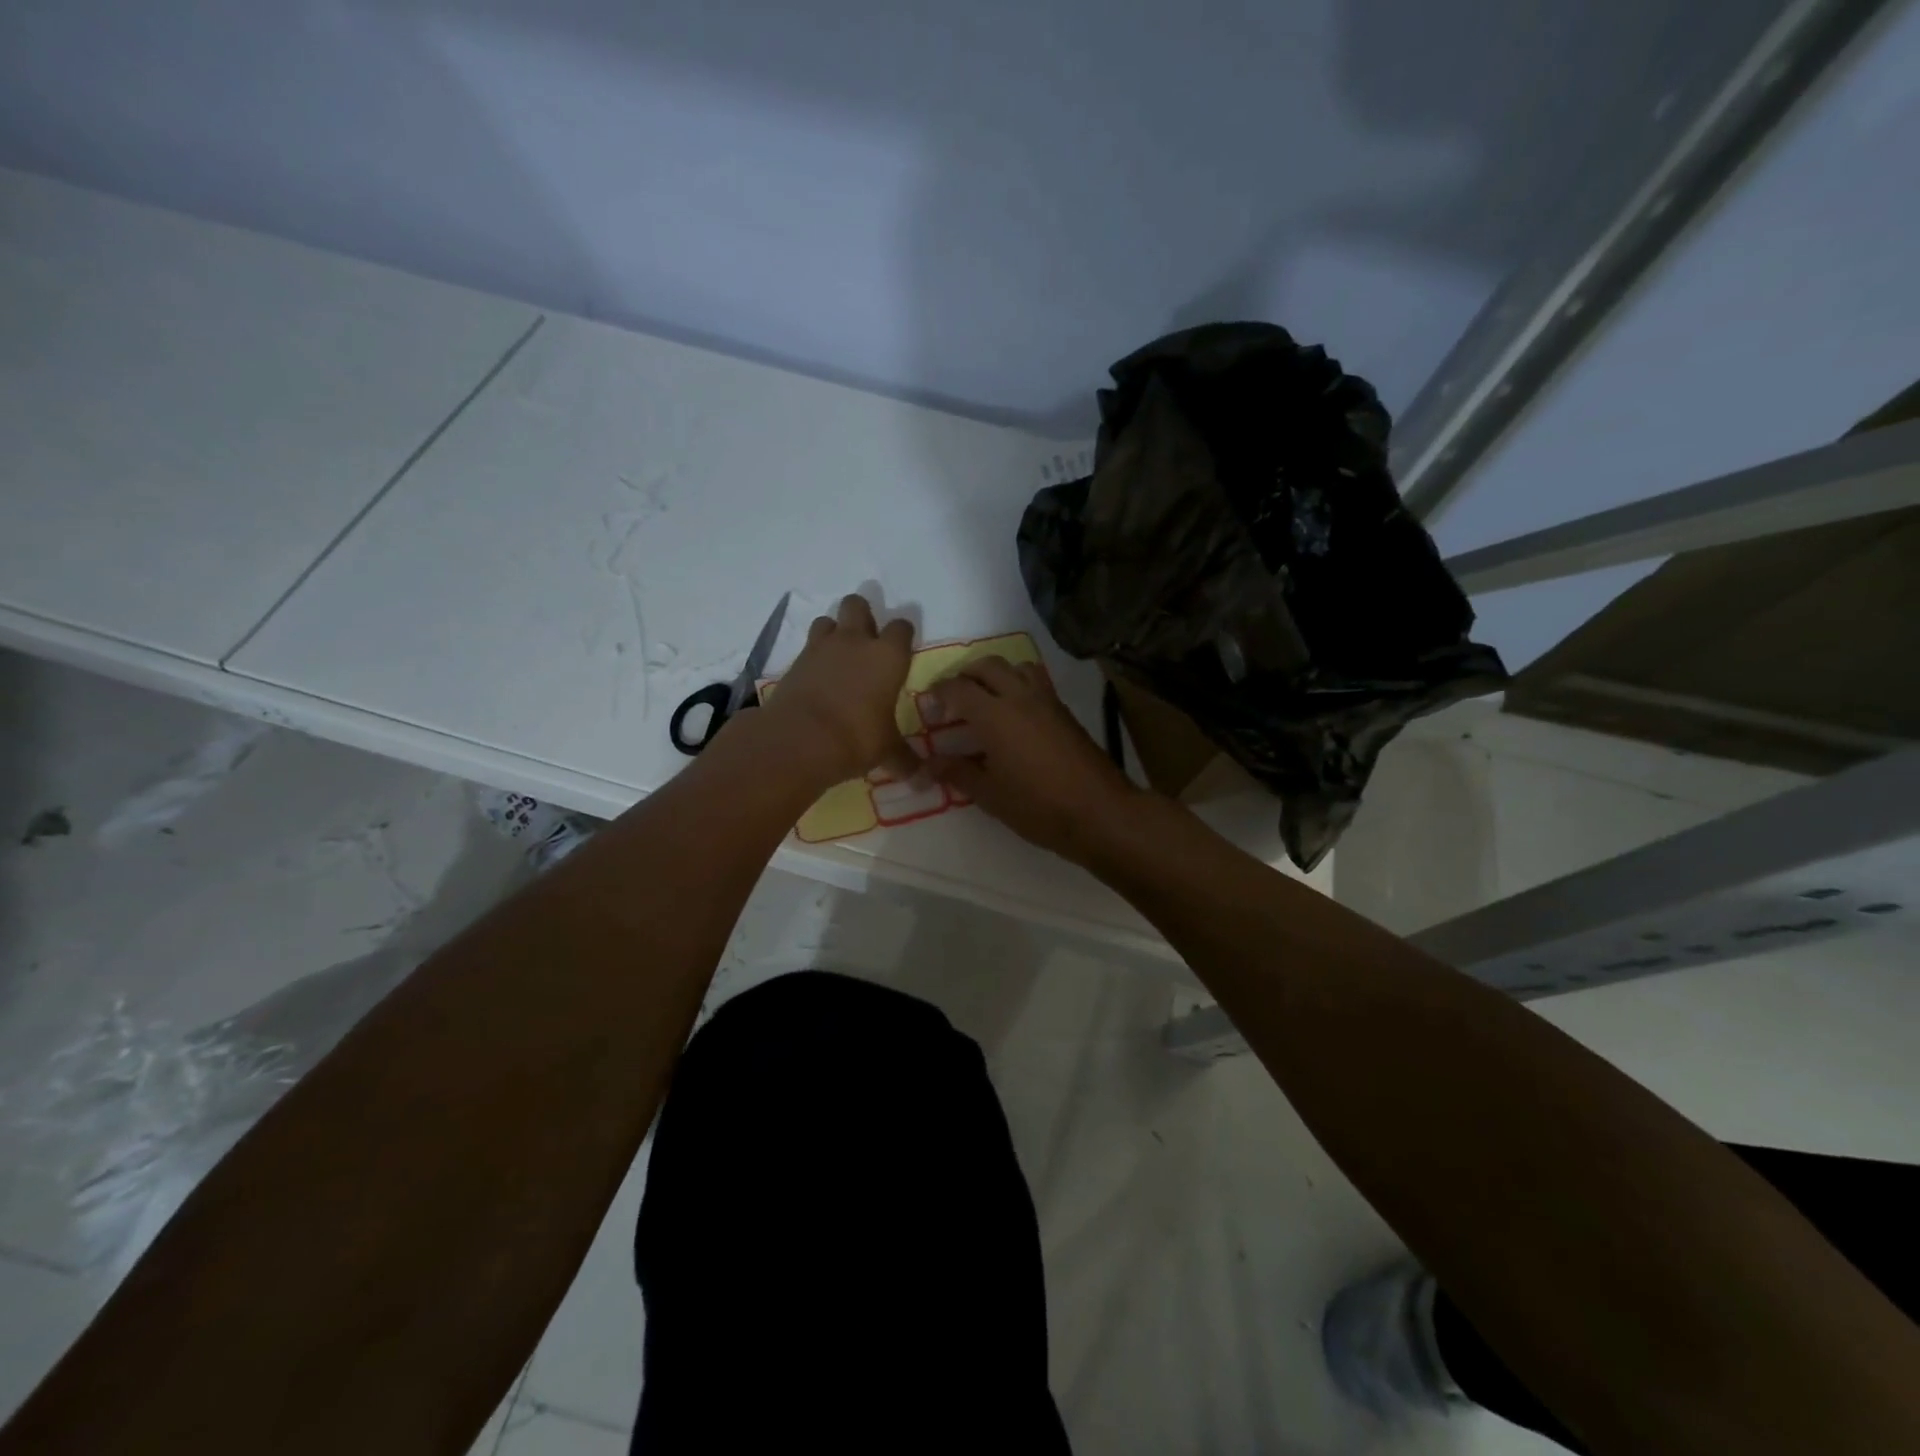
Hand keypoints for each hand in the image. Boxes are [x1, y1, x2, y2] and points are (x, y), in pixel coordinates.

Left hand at [758, 594, 917, 784]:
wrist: (799, 739)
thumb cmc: (856, 738)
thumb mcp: (887, 751)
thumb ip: (905, 759)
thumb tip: (925, 780)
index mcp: (888, 656)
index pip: (902, 627)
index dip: (903, 636)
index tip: (902, 650)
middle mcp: (856, 642)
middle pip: (858, 605)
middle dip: (862, 616)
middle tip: (866, 641)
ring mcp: (822, 648)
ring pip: (827, 620)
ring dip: (834, 631)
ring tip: (838, 656)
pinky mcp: (795, 662)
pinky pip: (807, 647)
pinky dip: (813, 657)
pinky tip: (817, 678)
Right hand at [924, 657, 1143, 863]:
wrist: (1099, 811)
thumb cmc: (1038, 807)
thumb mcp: (990, 795)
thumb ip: (958, 773)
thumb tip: (929, 763)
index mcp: (994, 715)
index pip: (957, 688)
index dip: (938, 692)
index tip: (929, 705)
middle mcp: (1019, 697)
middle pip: (986, 665)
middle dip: (965, 675)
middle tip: (954, 699)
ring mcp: (1046, 700)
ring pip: (1015, 666)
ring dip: (995, 674)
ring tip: (986, 700)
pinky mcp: (1064, 710)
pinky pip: (1036, 680)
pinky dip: (1018, 683)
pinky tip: (1015, 714)